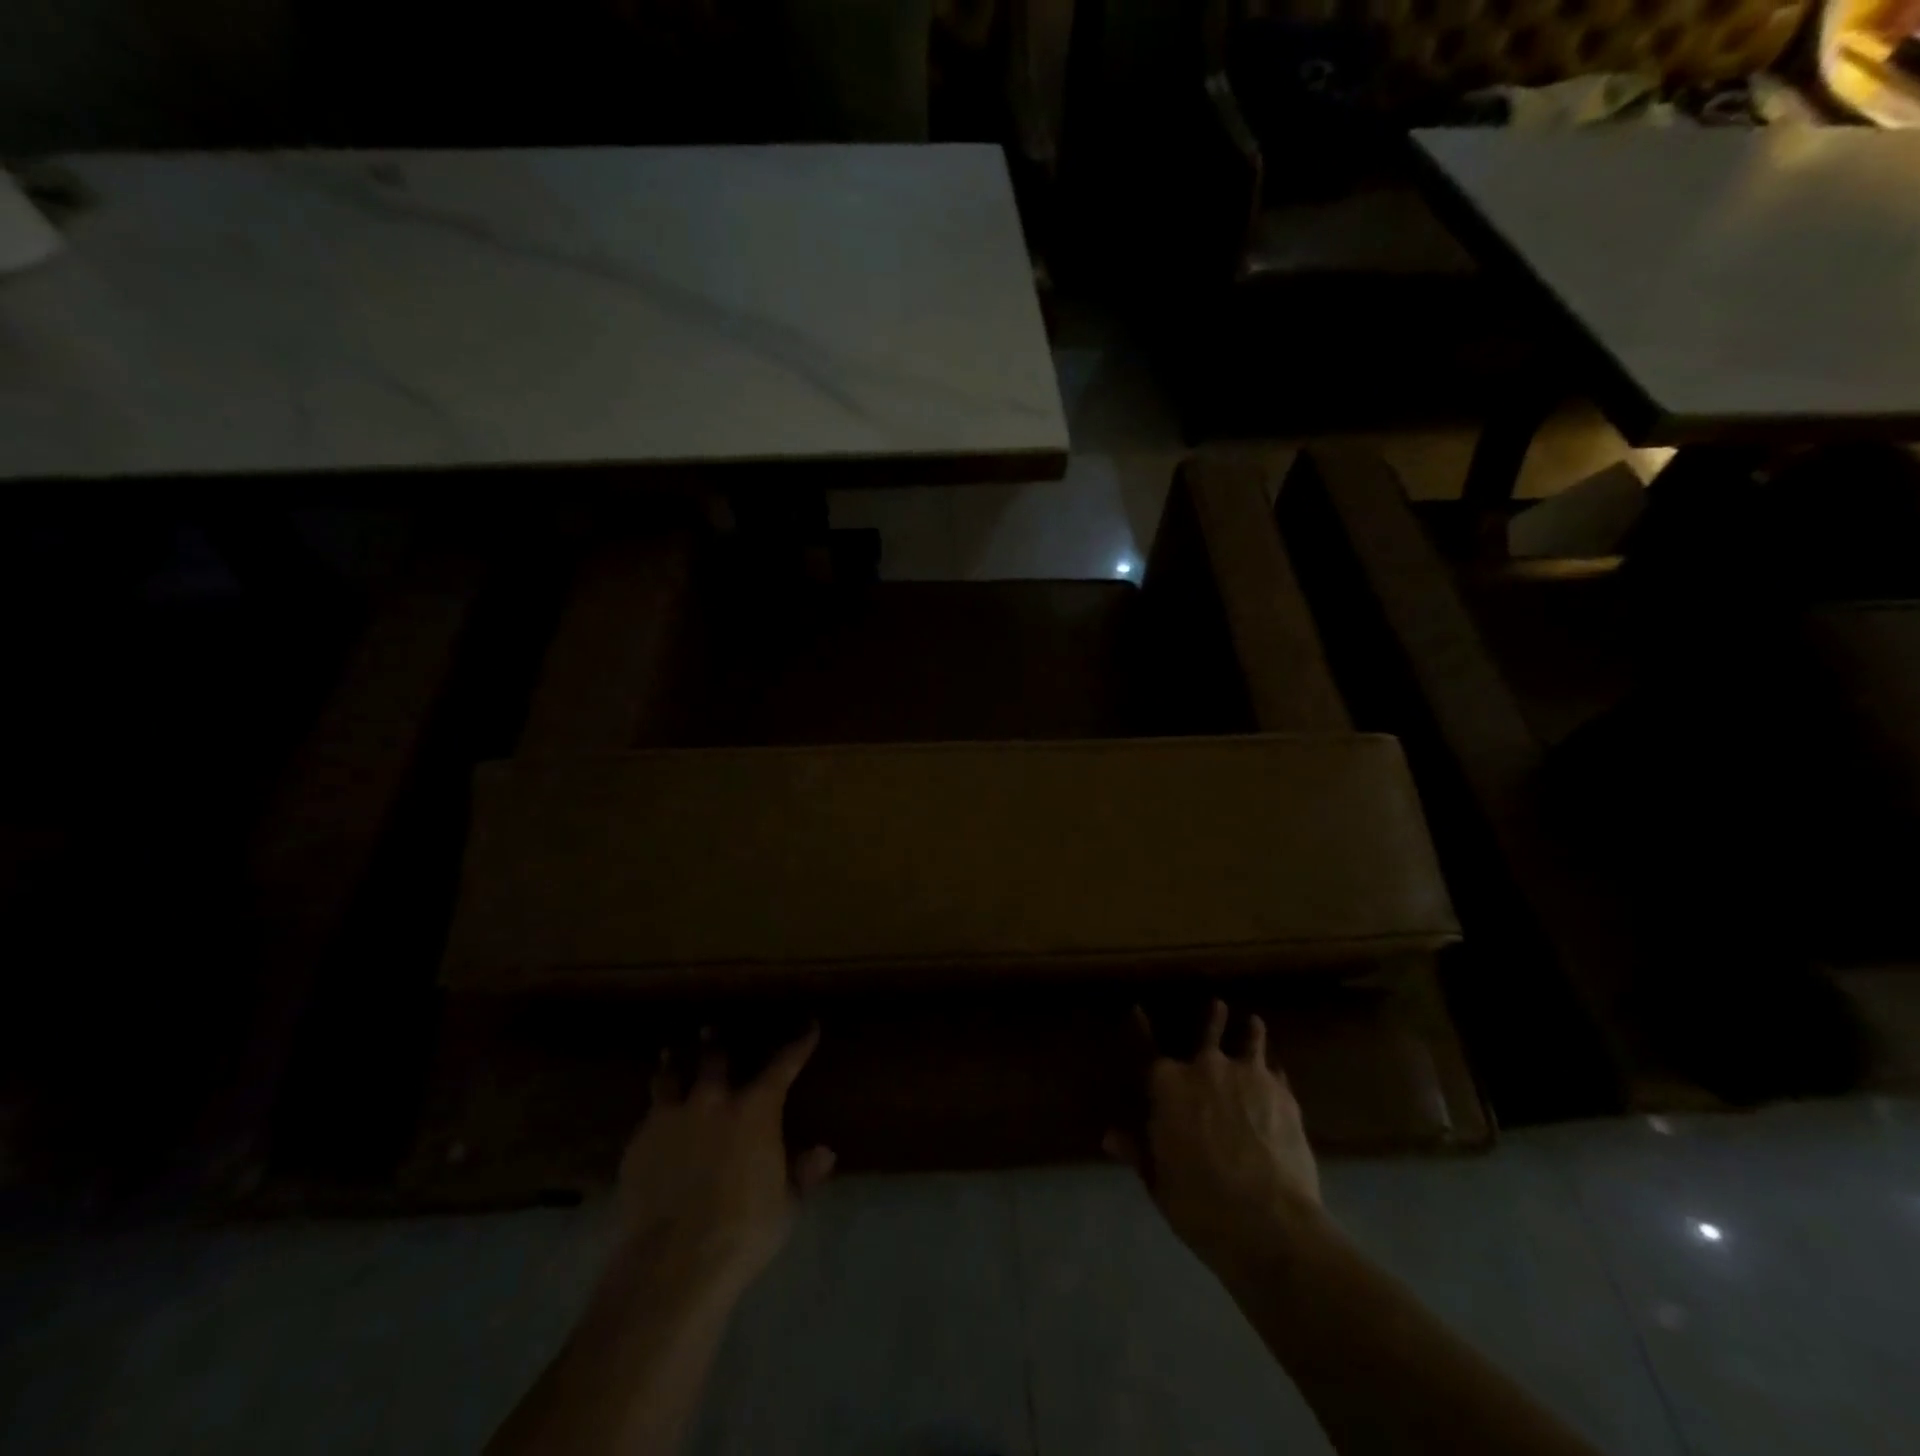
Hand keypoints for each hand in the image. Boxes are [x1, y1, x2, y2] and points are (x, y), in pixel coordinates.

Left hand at [614, 1025, 834, 1290]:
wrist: (672, 1263)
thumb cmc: (742, 1230)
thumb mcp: (785, 1204)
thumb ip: (802, 1173)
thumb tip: (824, 1152)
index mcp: (754, 1110)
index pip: (782, 1065)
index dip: (799, 1044)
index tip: (809, 1026)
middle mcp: (712, 1102)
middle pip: (714, 1059)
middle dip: (715, 1042)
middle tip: (711, 1028)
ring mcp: (671, 1119)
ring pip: (670, 1077)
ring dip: (674, 1063)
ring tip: (670, 1053)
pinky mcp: (638, 1145)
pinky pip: (648, 1116)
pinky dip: (654, 1111)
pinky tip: (652, 1117)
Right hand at [1107, 999, 1322, 1274]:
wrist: (1268, 1222)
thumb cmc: (1199, 1203)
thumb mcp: (1158, 1180)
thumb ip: (1137, 1151)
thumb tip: (1110, 1136)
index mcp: (1167, 1084)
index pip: (1146, 1046)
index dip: (1140, 1026)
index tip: (1136, 1008)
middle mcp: (1206, 1067)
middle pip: (1207, 1032)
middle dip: (1212, 1018)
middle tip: (1217, 1004)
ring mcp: (1248, 1076)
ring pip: (1250, 1041)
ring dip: (1250, 1032)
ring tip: (1254, 1022)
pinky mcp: (1283, 1094)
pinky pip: (1276, 1072)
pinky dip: (1273, 1071)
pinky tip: (1278, 1073)